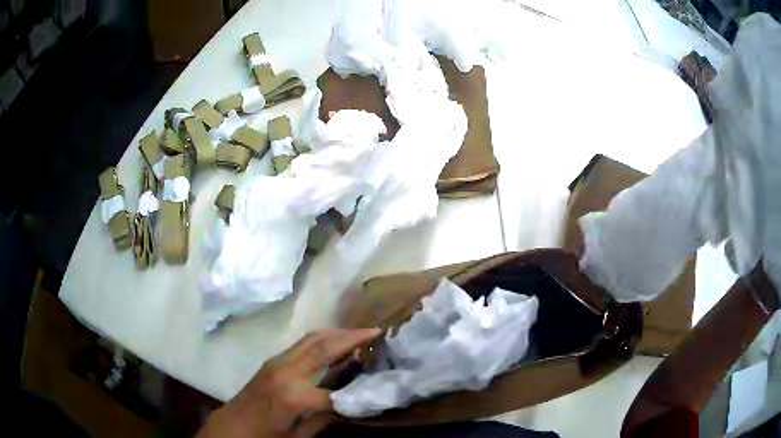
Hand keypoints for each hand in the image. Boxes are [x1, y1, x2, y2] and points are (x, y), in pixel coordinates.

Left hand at [197, 328, 379, 437]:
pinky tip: (334, 343)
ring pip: (312, 338)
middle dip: (351, 336)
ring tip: (360, 333)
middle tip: (376, 332)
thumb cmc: (265, 436)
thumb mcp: (298, 436)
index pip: (336, 391)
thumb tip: (350, 405)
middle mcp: (286, 371)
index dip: (358, 392)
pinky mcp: (272, 360)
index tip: (378, 385)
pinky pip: (302, 344)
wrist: (232, 426)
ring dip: (337, 333)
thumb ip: (325, 419)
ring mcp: (277, 362)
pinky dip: (322, 339)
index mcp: (294, 396)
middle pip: (324, 346)